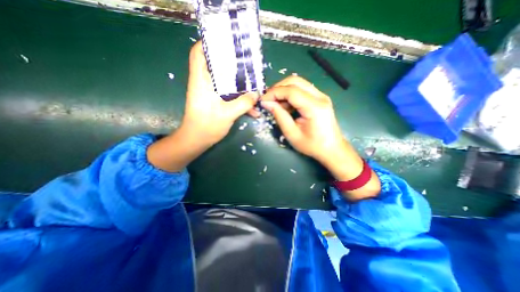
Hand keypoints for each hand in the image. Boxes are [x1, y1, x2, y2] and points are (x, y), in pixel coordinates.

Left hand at [182, 41, 256, 145]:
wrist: (198, 141)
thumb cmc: (207, 126)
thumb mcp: (227, 114)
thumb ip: (243, 103)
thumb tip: (257, 94)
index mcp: (201, 81)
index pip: (199, 53)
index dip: (209, 44)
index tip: (227, 43)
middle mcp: (205, 84)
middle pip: (216, 65)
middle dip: (233, 64)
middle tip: (248, 65)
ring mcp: (211, 93)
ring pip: (226, 82)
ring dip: (240, 85)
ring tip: (255, 88)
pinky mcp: (215, 101)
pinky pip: (229, 95)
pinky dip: (240, 99)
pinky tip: (253, 109)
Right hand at [263, 76, 380, 199]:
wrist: (332, 149)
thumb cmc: (312, 145)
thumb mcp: (292, 134)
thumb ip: (279, 116)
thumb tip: (266, 103)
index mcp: (314, 107)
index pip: (291, 91)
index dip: (274, 93)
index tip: (262, 100)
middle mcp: (320, 96)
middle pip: (295, 81)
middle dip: (278, 88)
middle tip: (268, 100)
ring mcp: (321, 95)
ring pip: (298, 83)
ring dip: (284, 90)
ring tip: (277, 105)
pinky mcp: (320, 98)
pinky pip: (302, 89)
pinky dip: (290, 94)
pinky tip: (287, 106)